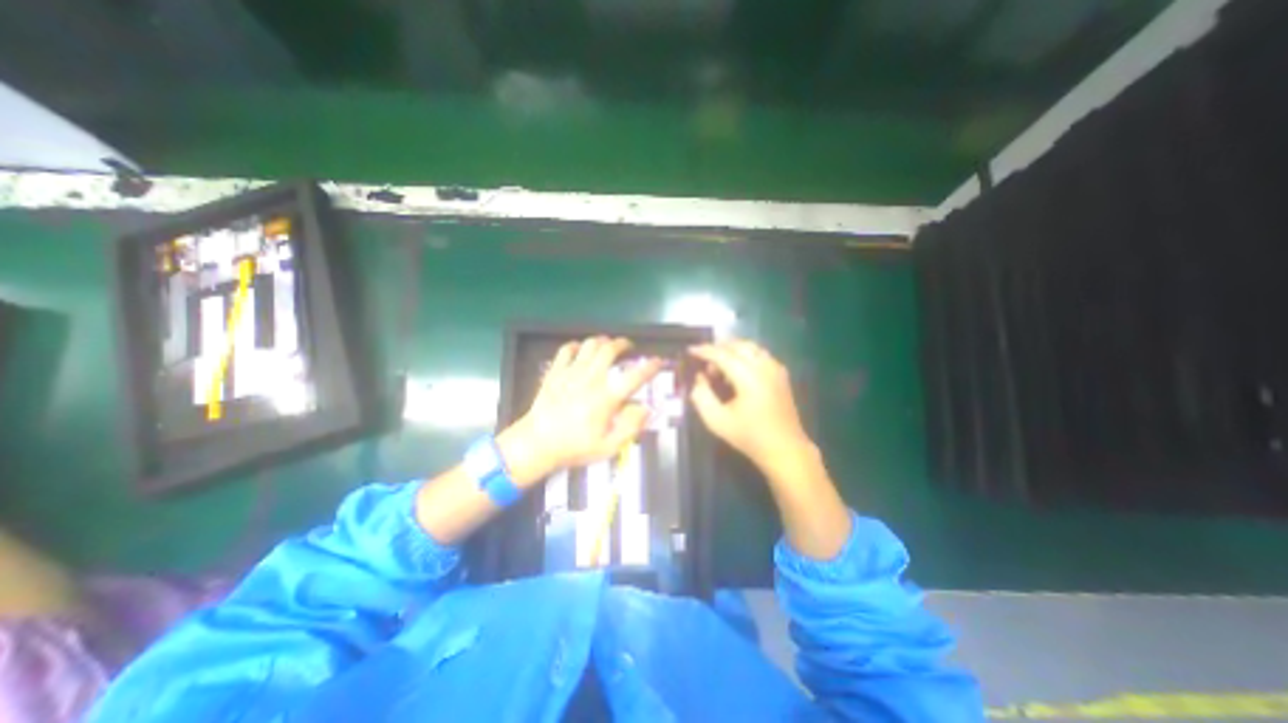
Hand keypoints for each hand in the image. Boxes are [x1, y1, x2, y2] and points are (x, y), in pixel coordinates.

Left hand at [497, 337, 657, 485]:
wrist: (536, 444)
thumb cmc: (574, 447)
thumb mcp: (608, 447)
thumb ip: (630, 427)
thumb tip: (646, 409)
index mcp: (605, 398)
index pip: (634, 376)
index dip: (650, 367)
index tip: (658, 362)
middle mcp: (590, 379)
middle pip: (609, 349)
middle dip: (623, 343)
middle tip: (629, 347)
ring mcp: (570, 373)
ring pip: (589, 345)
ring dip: (602, 341)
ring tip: (607, 345)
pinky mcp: (555, 372)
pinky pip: (566, 349)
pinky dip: (576, 346)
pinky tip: (580, 351)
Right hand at [688, 340, 806, 473]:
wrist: (785, 449)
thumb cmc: (749, 436)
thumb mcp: (717, 421)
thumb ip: (702, 397)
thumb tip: (699, 379)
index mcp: (749, 377)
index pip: (722, 355)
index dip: (704, 350)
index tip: (690, 350)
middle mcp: (764, 367)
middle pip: (738, 345)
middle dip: (719, 348)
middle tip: (705, 362)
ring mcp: (776, 369)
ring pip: (751, 347)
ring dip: (733, 351)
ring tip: (720, 367)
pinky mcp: (781, 375)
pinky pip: (761, 355)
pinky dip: (746, 356)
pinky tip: (739, 371)